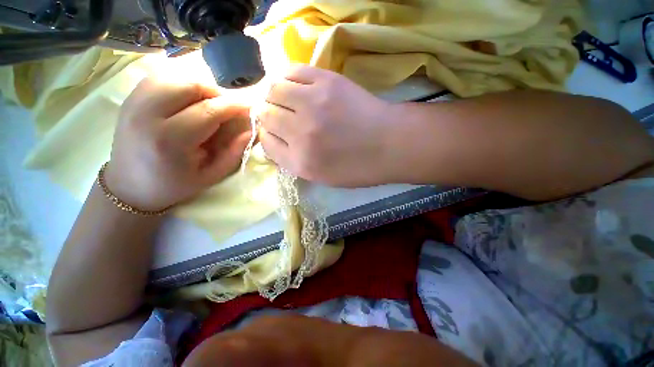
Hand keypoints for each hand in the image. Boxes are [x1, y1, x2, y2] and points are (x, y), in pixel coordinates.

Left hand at [106, 78, 250, 210]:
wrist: (130, 185)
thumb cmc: (174, 185)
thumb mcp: (212, 176)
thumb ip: (234, 153)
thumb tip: (251, 131)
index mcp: (169, 141)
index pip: (208, 111)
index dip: (233, 106)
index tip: (250, 107)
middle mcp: (146, 115)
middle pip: (189, 85)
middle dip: (216, 93)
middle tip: (227, 109)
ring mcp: (133, 103)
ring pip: (174, 76)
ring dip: (199, 87)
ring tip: (208, 104)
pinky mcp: (129, 98)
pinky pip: (160, 78)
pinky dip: (181, 84)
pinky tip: (188, 100)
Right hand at [257, 65, 398, 186]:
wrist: (390, 143)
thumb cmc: (359, 166)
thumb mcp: (323, 177)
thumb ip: (294, 161)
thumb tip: (275, 140)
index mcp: (301, 162)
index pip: (266, 143)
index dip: (268, 136)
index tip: (276, 133)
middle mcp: (301, 134)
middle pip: (265, 115)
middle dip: (268, 116)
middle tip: (280, 115)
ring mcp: (313, 105)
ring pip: (272, 90)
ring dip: (275, 95)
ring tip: (286, 99)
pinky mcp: (327, 82)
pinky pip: (292, 71)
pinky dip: (287, 78)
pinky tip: (296, 86)